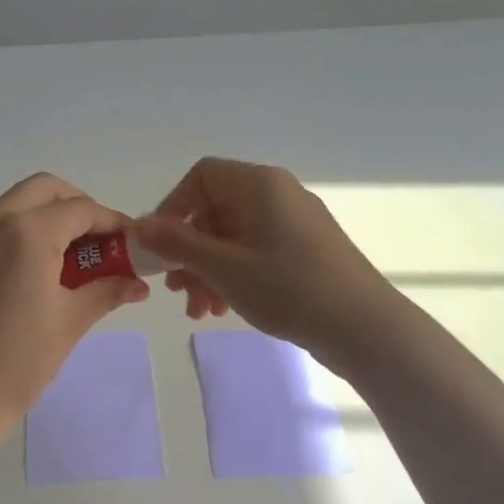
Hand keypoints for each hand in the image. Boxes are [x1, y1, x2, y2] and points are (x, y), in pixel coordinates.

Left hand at [0, 173, 148, 429]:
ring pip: (17, 203)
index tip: (132, 240)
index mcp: (26, 232)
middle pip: (45, 190)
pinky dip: (23, 231)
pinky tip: (38, 269)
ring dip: (49, 216)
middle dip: (78, 206)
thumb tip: (138, 283)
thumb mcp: (70, 322)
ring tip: (72, 257)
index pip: (81, 210)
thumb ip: (107, 290)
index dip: (112, 221)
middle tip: (100, 241)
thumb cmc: (18, 361)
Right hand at [133, 157, 404, 374]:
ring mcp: (294, 223)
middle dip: (189, 252)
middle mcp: (278, 194)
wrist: (364, 327)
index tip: (161, 246)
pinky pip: (256, 253)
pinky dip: (234, 276)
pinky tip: (224, 310)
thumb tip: (138, 225)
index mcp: (260, 185)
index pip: (202, 176)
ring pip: (234, 238)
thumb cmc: (289, 288)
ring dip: (208, 271)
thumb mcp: (224, 267)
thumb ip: (177, 244)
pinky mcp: (305, 251)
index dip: (173, 207)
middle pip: (216, 211)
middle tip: (176, 290)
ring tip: (200, 311)